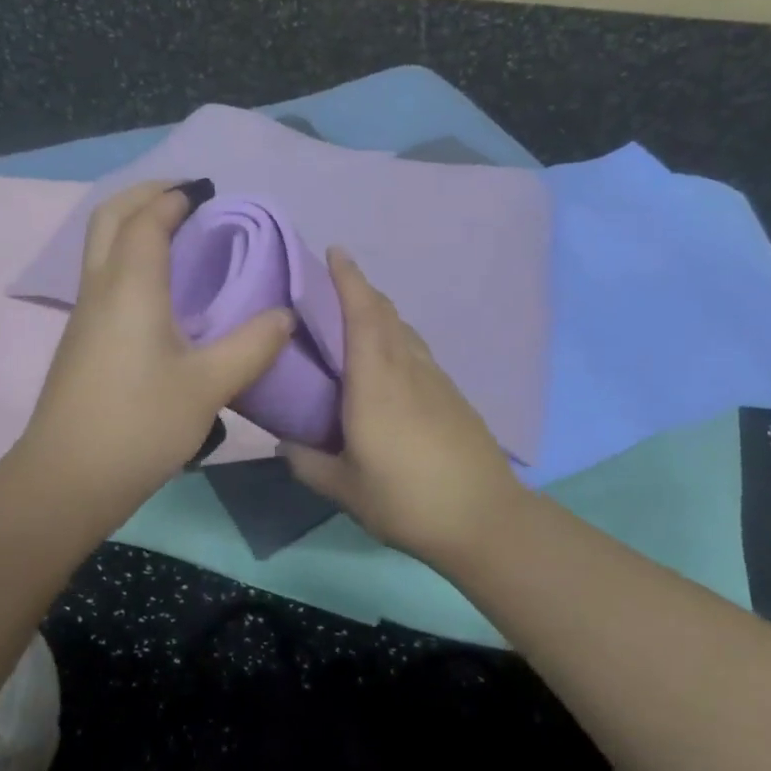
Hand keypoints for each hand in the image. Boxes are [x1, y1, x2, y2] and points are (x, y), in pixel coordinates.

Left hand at [13, 181, 293, 524]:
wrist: (67, 480)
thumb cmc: (140, 425)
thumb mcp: (209, 386)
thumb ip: (252, 346)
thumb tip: (285, 316)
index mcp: (130, 287)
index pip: (147, 220)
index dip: (175, 197)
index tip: (207, 191)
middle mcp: (100, 288)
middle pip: (109, 217)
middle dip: (144, 195)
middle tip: (184, 197)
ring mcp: (84, 314)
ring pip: (101, 245)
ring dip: (133, 224)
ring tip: (177, 233)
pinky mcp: (82, 339)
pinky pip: (104, 274)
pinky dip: (129, 255)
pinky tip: (161, 286)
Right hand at [282, 248, 523, 563]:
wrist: (485, 518)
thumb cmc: (407, 499)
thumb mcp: (345, 488)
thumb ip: (308, 463)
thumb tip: (285, 443)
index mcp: (376, 382)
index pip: (361, 315)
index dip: (348, 279)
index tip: (335, 251)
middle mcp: (407, 369)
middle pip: (385, 314)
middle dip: (361, 289)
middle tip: (335, 281)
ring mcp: (436, 380)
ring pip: (405, 331)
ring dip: (381, 312)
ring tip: (358, 316)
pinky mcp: (453, 396)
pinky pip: (418, 351)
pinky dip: (398, 339)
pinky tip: (390, 362)